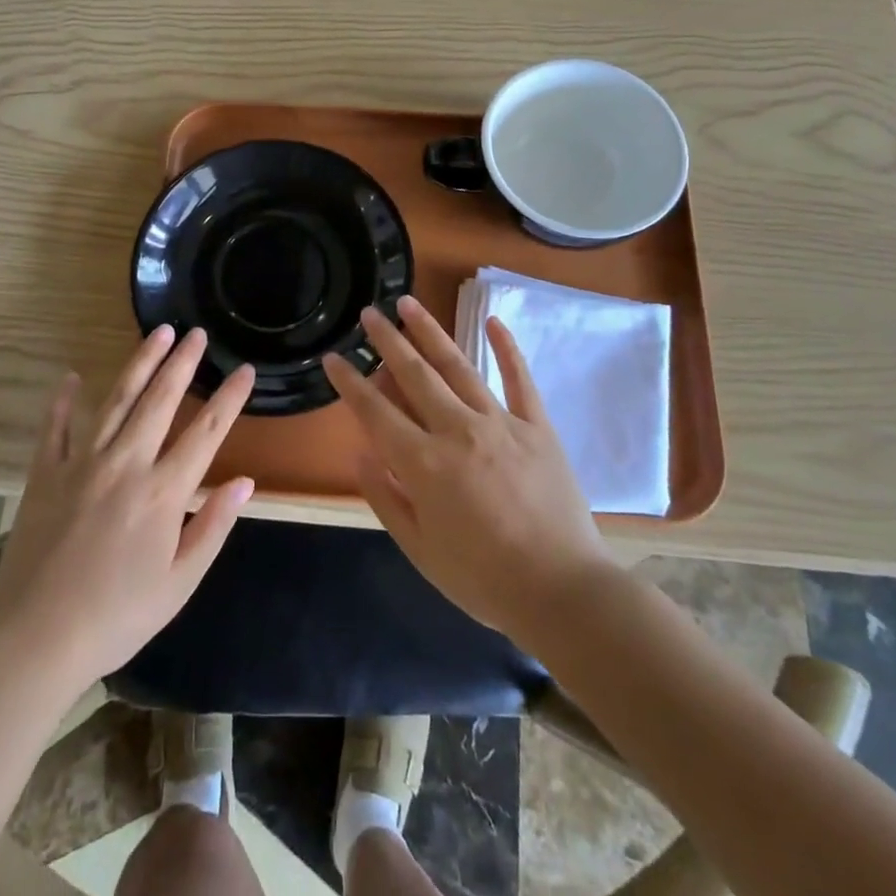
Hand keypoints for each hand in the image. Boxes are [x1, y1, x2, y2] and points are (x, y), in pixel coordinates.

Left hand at [0, 327, 255, 690]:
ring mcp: (82, 463)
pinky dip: (64, 400)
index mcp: (163, 492)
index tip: (245, 369)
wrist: (33, 639)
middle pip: (160, 400)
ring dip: (140, 363)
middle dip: (182, 362)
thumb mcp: (179, 583)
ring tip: (157, 333)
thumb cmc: (115, 617)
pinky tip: (73, 378)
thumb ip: (213, 527)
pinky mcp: (45, 473)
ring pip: (117, 399)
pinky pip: (56, 427)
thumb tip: (245, 482)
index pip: (207, 432)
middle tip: (196, 332)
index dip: (230, 398)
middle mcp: (126, 463)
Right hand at [323, 296, 611, 650]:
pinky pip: (519, 379)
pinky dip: (506, 348)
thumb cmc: (483, 579)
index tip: (332, 358)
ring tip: (409, 303)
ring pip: (458, 366)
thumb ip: (386, 498)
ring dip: (430, 331)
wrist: (563, 593)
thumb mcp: (420, 550)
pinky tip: (493, 321)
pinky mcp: (537, 427)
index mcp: (424, 464)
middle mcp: (457, 430)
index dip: (350, 383)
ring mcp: (500, 423)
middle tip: (369, 312)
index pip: (375, 412)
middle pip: (414, 375)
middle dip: (387, 341)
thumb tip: (360, 453)